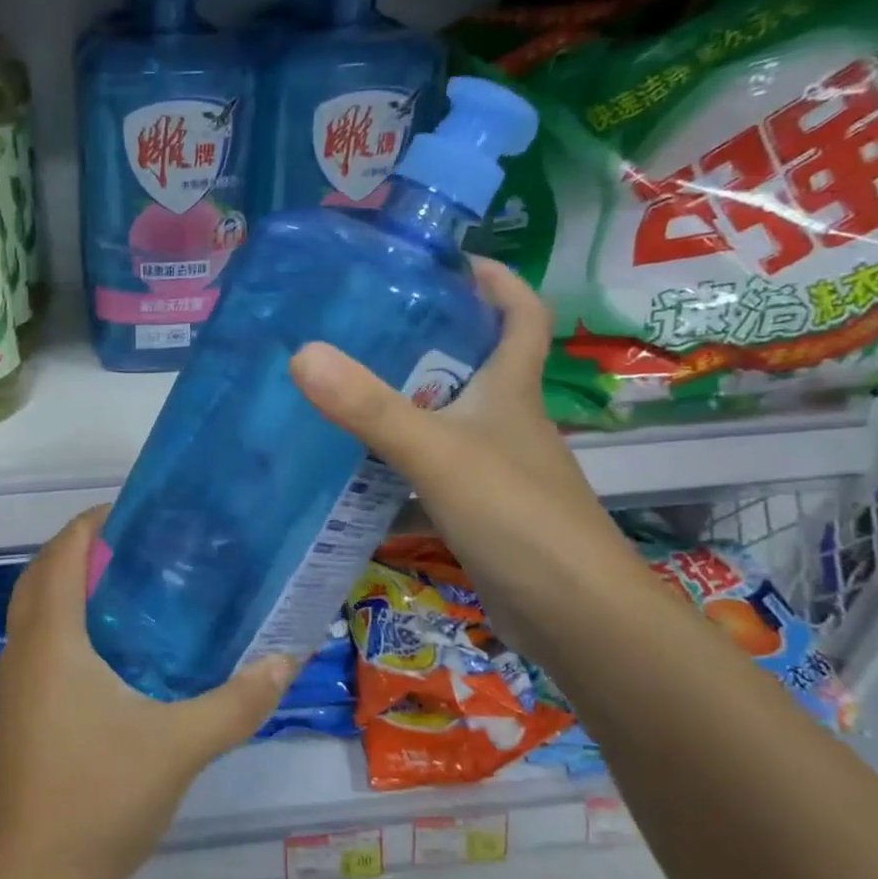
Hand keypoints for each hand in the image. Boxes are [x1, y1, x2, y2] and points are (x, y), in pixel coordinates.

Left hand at [0, 508, 296, 878]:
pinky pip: (37, 644)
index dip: (94, 523)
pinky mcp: (15, 714)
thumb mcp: (180, 746)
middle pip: (43, 574)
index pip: (64, 553)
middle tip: (142, 549)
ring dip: (71, 587)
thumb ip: (237, 702)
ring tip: (131, 589)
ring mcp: (12, 685)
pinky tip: (112, 654)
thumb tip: (285, 660)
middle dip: (83, 550)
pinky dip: (65, 624)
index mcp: (51, 640)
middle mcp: (22, 651)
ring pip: (35, 611)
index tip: (139, 513)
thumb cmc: (98, 798)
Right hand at [289, 258, 638, 653]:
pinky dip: (400, 456)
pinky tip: (358, 463)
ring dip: (407, 398)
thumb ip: (372, 409)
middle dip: (429, 335)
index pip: (520, 313)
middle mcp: (507, 420)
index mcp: (512, 390)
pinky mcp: (479, 508)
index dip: (495, 279)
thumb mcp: (438, 454)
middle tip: (364, 322)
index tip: (446, 261)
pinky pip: (433, 465)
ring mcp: (495, 467)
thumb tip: (303, 353)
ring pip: (449, 415)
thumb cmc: (517, 519)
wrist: (574, 618)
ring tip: (345, 384)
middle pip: (475, 360)